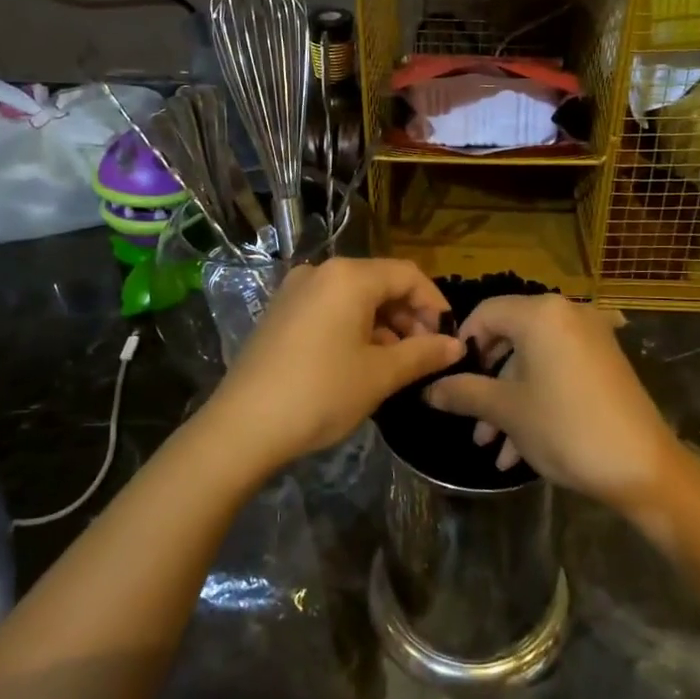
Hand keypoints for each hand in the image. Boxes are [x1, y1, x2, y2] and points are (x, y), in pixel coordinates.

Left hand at [201, 258, 464, 475]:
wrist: (243, 426)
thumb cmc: (321, 393)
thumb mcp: (380, 375)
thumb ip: (423, 354)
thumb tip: (457, 345)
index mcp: (348, 276)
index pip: (407, 275)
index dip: (435, 304)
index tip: (448, 339)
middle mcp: (320, 272)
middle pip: (380, 283)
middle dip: (409, 316)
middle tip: (425, 355)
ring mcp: (295, 291)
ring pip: (354, 298)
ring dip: (383, 325)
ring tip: (397, 364)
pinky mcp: (280, 313)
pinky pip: (330, 309)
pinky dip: (354, 328)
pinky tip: (361, 362)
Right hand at [423, 294, 679, 510]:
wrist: (642, 467)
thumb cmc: (564, 427)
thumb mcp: (506, 411)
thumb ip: (464, 394)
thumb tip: (428, 391)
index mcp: (540, 314)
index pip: (485, 313)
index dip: (461, 344)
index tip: (448, 378)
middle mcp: (566, 315)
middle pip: (509, 338)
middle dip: (485, 382)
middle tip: (468, 415)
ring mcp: (589, 339)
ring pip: (532, 362)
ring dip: (508, 401)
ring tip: (490, 447)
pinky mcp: (604, 364)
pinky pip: (557, 372)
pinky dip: (536, 400)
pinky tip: (518, 451)